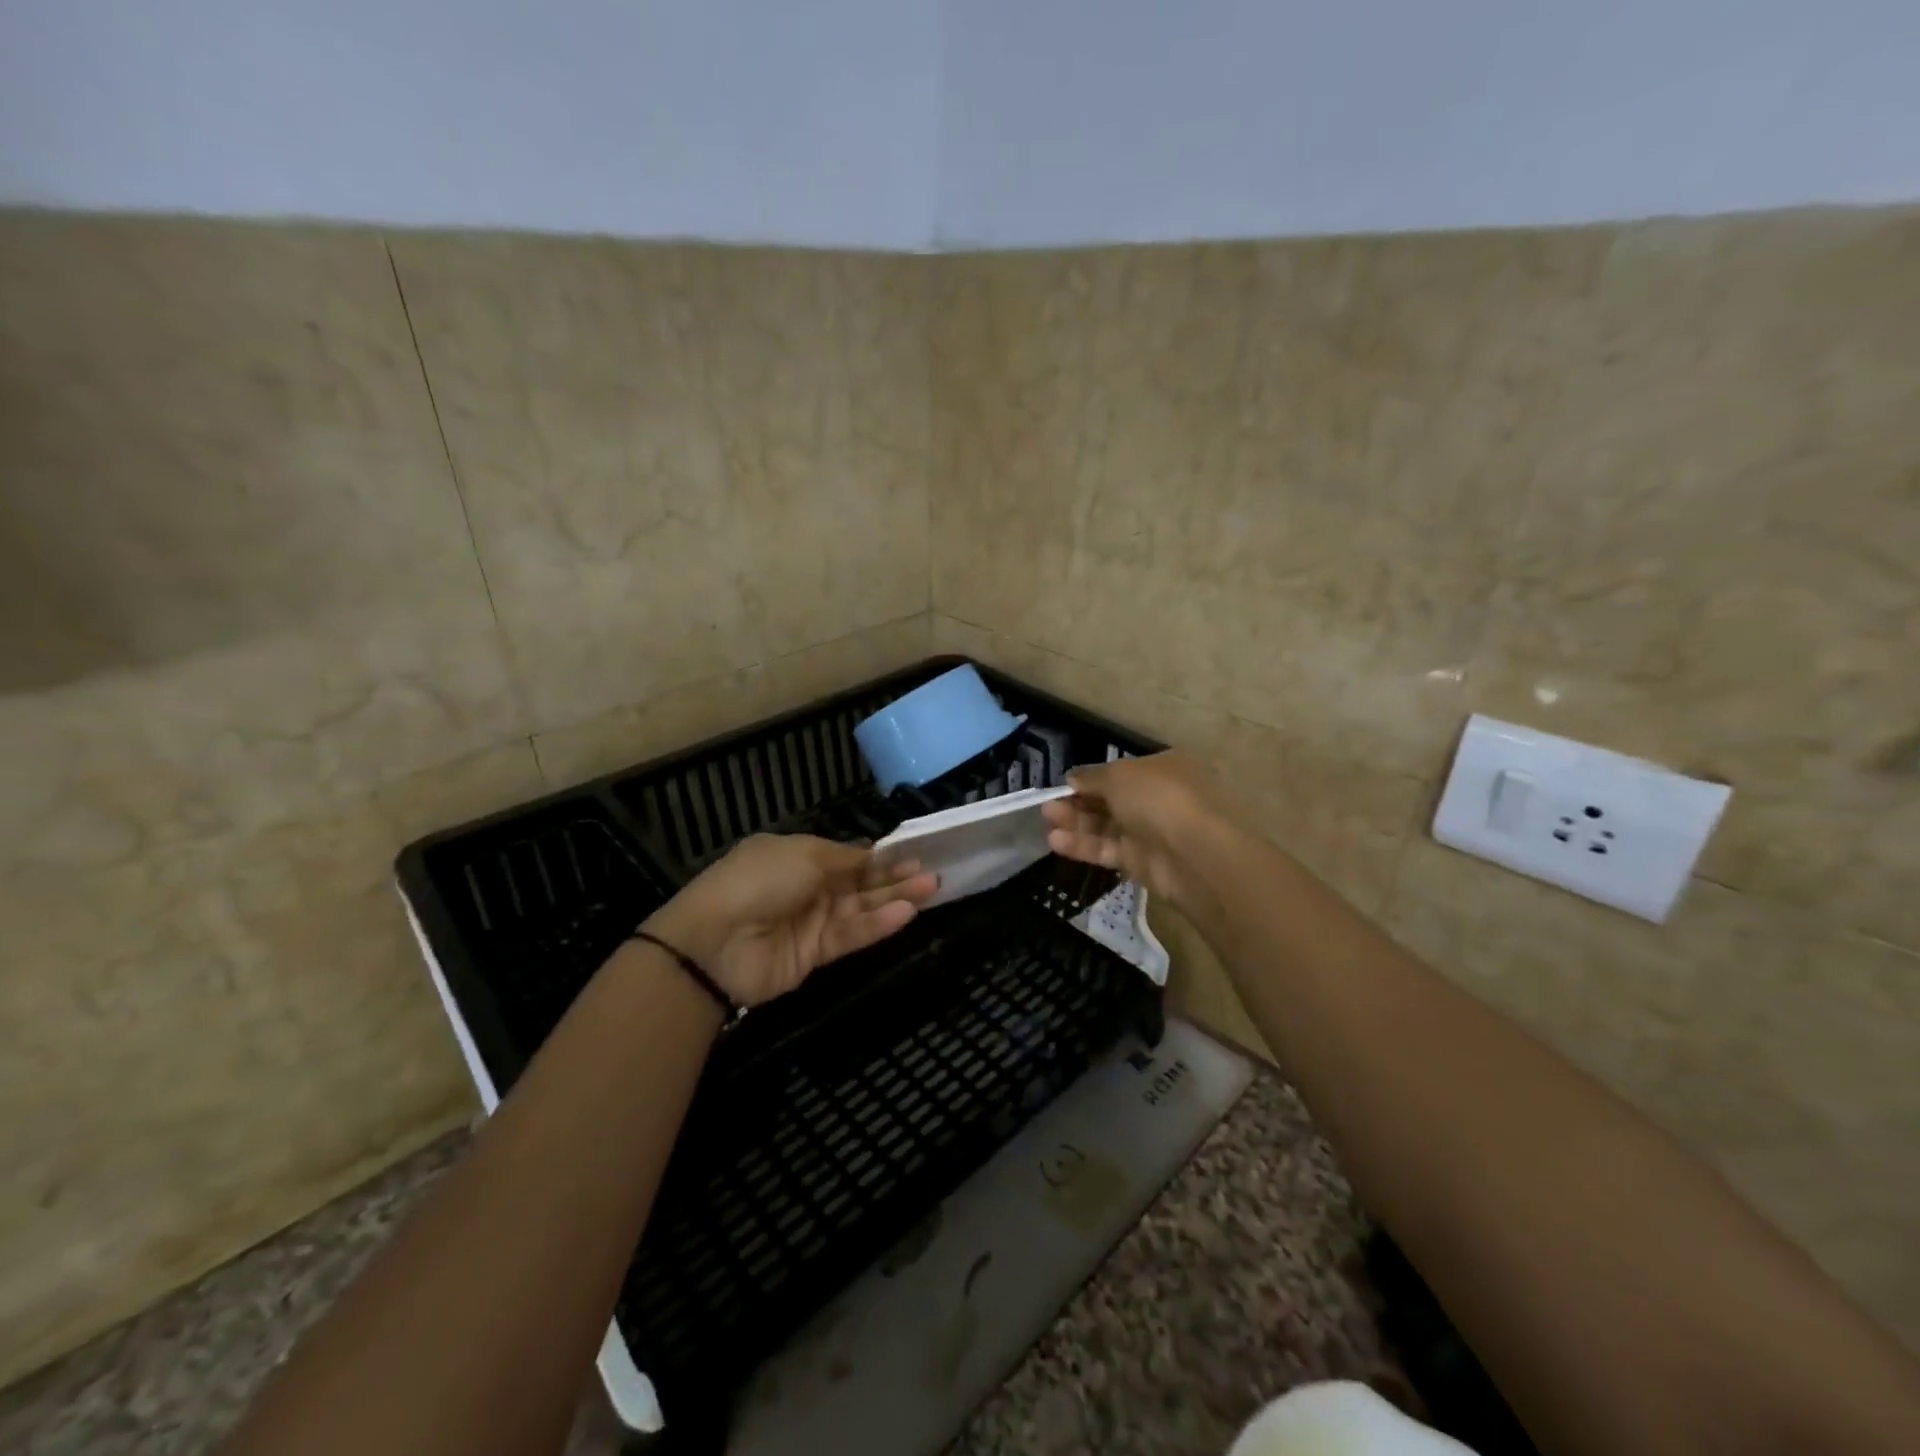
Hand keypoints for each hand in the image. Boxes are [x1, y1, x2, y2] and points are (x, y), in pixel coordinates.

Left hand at [641, 835, 938, 1007]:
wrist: (715, 943)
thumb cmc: (758, 881)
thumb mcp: (803, 855)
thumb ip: (845, 858)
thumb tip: (872, 853)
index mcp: (796, 857)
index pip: (846, 856)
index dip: (878, 855)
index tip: (912, 853)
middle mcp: (807, 887)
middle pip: (859, 882)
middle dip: (893, 877)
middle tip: (930, 872)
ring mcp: (811, 921)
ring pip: (861, 909)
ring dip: (894, 899)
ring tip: (930, 888)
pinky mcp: (815, 954)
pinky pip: (851, 935)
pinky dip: (877, 925)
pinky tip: (905, 914)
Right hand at [1040, 751, 1233, 913]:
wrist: (1196, 854)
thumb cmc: (1159, 797)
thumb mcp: (1118, 775)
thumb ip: (1090, 777)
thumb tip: (1072, 778)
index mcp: (1163, 767)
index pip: (1120, 771)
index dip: (1090, 778)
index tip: (1063, 785)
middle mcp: (1160, 797)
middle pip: (1111, 799)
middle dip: (1079, 802)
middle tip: (1048, 806)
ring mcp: (1153, 832)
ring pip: (1108, 826)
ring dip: (1077, 823)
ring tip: (1047, 822)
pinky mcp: (1145, 863)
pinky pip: (1110, 850)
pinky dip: (1084, 846)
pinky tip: (1057, 842)